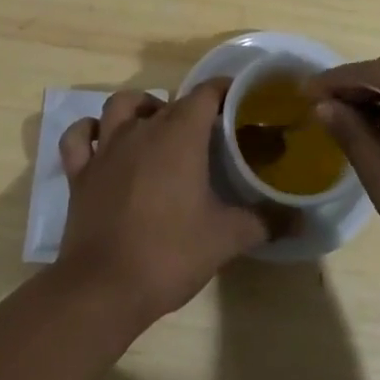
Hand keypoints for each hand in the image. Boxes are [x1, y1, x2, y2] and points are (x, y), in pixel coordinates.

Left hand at [56, 80, 271, 325]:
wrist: (103, 288)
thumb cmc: (169, 253)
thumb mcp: (227, 238)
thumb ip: (265, 221)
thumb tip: (299, 219)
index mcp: (180, 134)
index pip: (206, 93)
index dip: (225, 90)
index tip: (241, 101)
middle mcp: (142, 129)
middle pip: (171, 102)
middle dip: (193, 108)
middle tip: (211, 132)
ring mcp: (107, 148)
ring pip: (121, 104)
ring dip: (141, 107)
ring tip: (157, 125)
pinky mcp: (80, 172)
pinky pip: (79, 137)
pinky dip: (90, 131)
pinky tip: (102, 140)